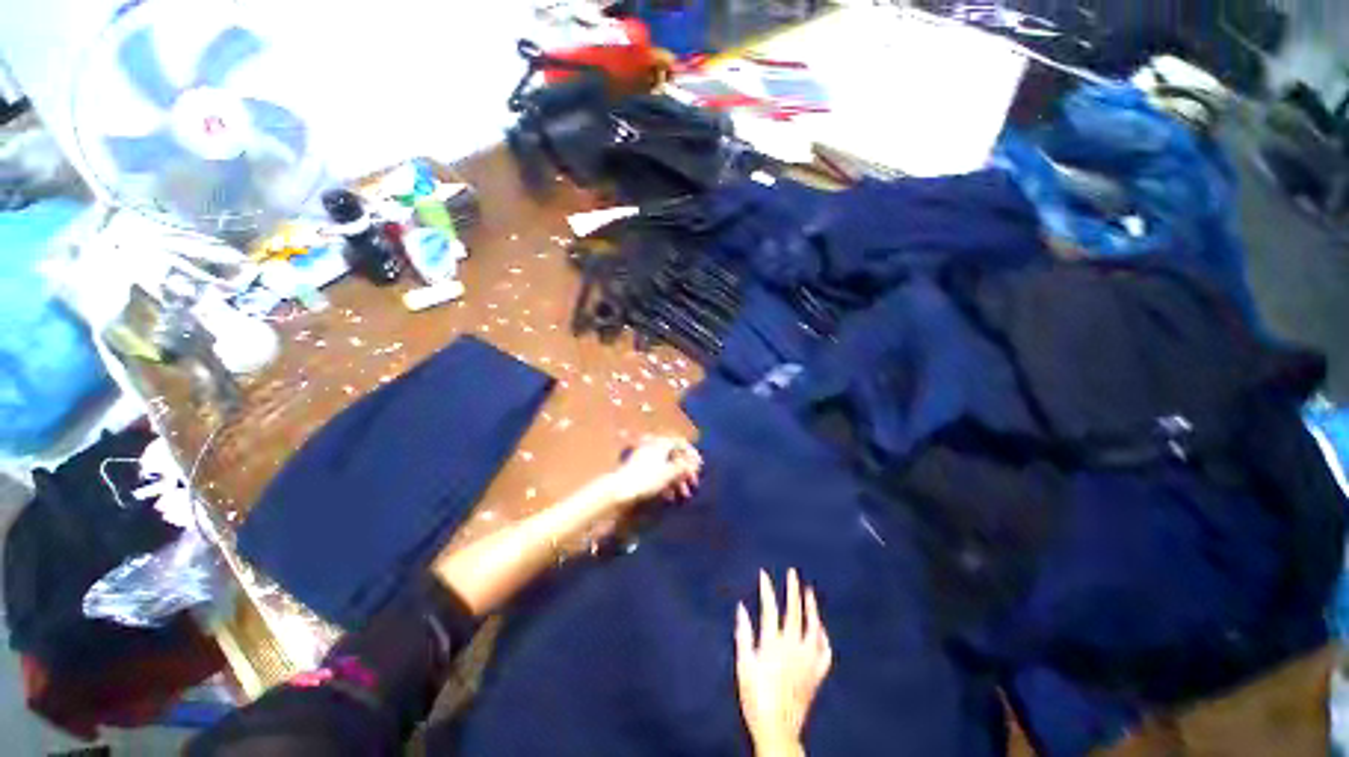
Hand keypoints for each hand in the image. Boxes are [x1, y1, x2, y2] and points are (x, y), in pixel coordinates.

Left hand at [603, 435, 701, 508]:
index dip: (692, 454)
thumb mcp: (669, 473)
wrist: (619, 490)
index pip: (681, 443)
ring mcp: (645, 458)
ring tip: (682, 495)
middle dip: (685, 470)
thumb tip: (694, 463)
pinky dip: (666, 482)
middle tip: (693, 484)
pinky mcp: (639, 469)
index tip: (699, 467)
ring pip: (666, 466)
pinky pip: (657, 472)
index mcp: (661, 443)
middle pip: (674, 455)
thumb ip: (684, 467)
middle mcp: (653, 446)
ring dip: (677, 479)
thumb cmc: (646, 479)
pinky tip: (669, 496)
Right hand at [735, 570, 831, 755]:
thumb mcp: (743, 665)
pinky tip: (821, 628)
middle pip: (794, 612)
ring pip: (813, 627)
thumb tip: (741, 607)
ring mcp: (808, 661)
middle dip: (793, 590)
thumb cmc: (755, 696)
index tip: (764, 573)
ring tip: (809, 591)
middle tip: (793, 572)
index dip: (767, 589)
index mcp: (773, 645)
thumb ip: (743, 634)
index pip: (770, 609)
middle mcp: (793, 648)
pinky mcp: (817, 674)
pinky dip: (823, 636)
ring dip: (811, 607)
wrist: (777, 728)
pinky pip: (824, 651)